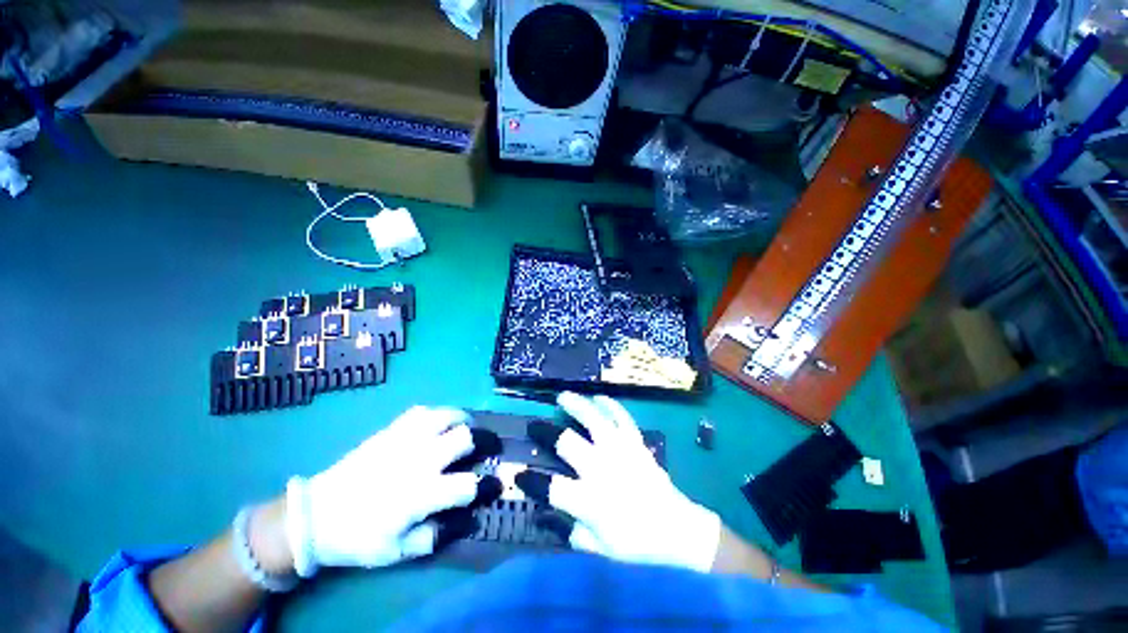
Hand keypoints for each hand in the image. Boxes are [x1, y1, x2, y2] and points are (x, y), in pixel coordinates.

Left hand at [285, 406, 500, 576]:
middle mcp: (420, 460)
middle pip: (465, 438)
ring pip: (447, 416)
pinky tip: (440, 421)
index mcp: (423, 493)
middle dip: (483, 440)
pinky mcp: (391, 430)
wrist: (316, 515)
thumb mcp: (399, 551)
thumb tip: (468, 518)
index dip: (488, 485)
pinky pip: (423, 411)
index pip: (469, 485)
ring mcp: (406, 440)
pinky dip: (439, 414)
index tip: (495, 484)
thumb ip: (437, 535)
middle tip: (487, 446)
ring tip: (468, 426)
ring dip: (463, 420)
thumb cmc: (360, 537)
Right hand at [515, 392, 720, 571]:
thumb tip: (555, 517)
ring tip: (563, 396)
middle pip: (567, 443)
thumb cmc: (638, 547)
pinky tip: (599, 397)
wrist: (679, 533)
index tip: (518, 475)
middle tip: (534, 425)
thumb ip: (574, 534)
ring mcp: (621, 452)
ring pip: (594, 420)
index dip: (530, 481)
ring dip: (576, 406)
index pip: (551, 487)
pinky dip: (610, 405)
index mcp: (589, 501)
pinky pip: (622, 418)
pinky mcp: (636, 444)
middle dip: (545, 432)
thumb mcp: (601, 551)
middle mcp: (601, 470)